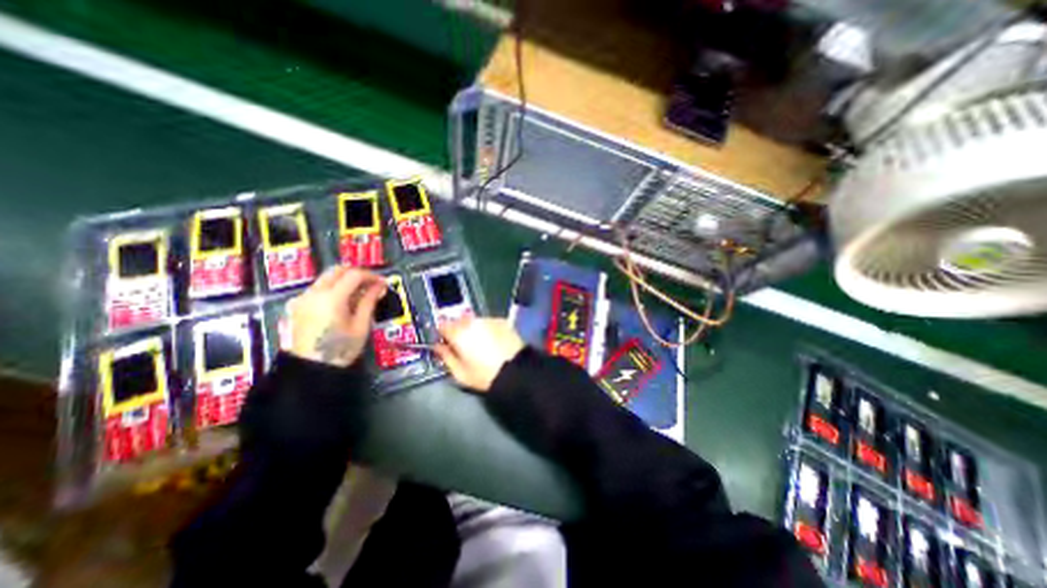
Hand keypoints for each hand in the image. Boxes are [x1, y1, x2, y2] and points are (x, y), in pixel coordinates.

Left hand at [284, 266, 385, 366]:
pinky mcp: (297, 305)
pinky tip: (343, 302)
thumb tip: (380, 286)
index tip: (383, 283)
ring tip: (360, 294)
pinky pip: (318, 288)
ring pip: (326, 277)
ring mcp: (303, 298)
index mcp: (331, 298)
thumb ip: (369, 301)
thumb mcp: (360, 325)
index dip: (371, 276)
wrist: (309, 369)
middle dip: (357, 273)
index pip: (354, 275)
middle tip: (372, 284)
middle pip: (337, 270)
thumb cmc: (339, 349)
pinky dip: (333, 288)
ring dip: (345, 280)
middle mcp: (314, 293)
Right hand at [437, 317, 527, 391]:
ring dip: (473, 329)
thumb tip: (437, 347)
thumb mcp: (460, 372)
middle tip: (463, 346)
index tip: (445, 343)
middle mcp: (472, 322)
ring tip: (480, 344)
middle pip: (458, 321)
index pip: (442, 326)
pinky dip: (487, 329)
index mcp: (458, 333)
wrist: (515, 371)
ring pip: (474, 321)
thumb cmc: (484, 375)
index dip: (442, 334)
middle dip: (458, 331)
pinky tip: (493, 341)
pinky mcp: (502, 321)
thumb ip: (445, 357)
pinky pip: (488, 323)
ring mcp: (488, 319)